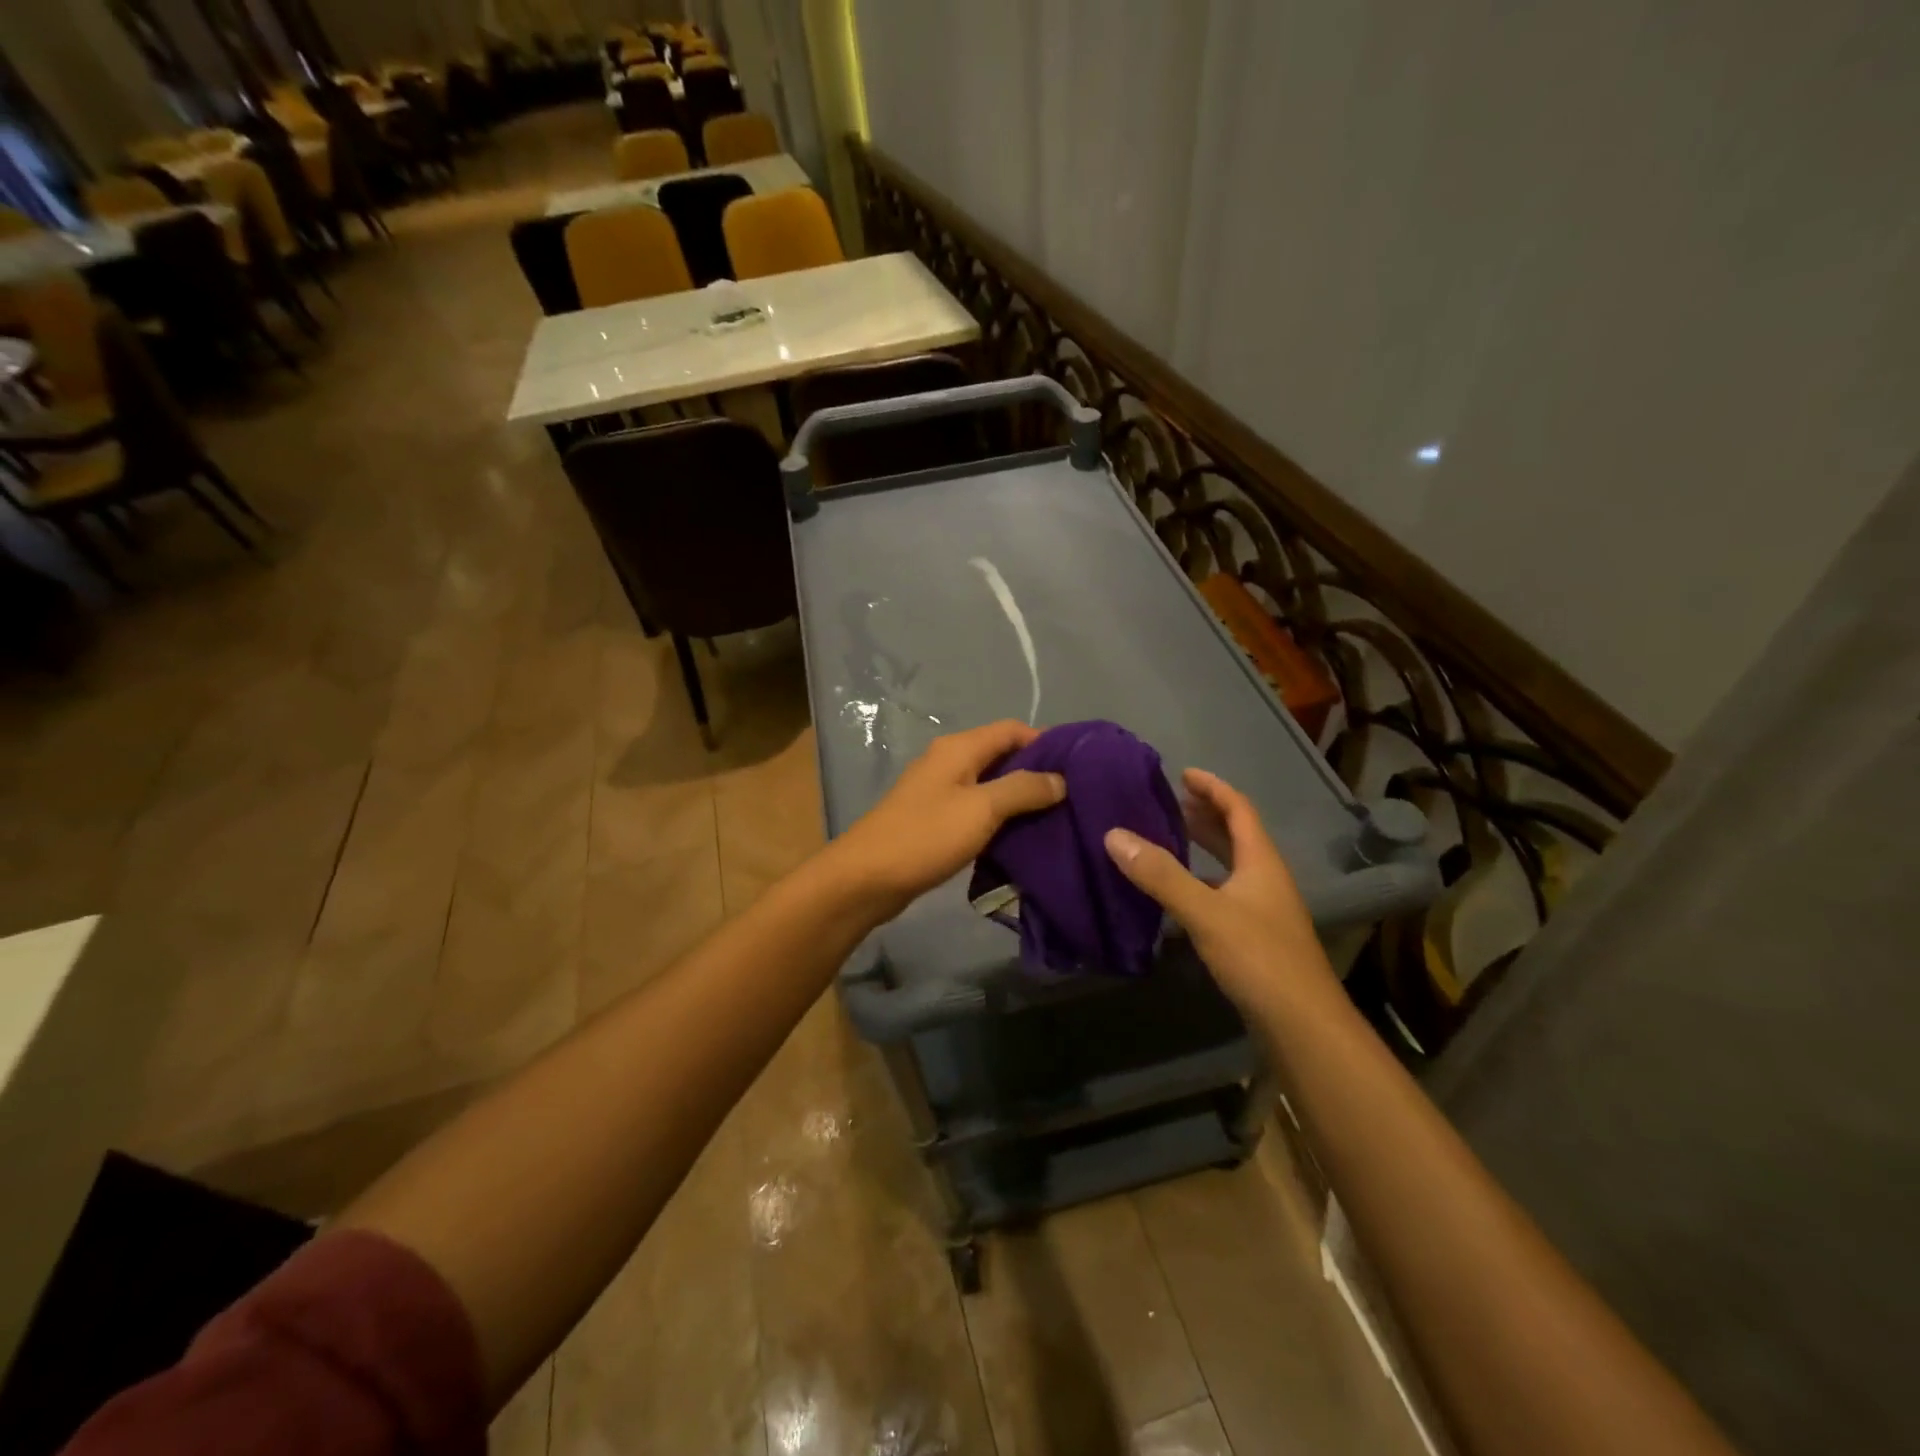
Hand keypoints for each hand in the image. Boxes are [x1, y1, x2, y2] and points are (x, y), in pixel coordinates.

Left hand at [827, 720, 1066, 921]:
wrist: (867, 878)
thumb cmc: (926, 836)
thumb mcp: (982, 809)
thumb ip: (1023, 789)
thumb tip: (1061, 779)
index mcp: (959, 748)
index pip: (1012, 729)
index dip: (1046, 742)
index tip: (1078, 767)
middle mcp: (949, 761)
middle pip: (1001, 755)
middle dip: (1036, 772)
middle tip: (1072, 797)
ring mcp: (939, 790)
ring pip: (989, 785)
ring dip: (1018, 798)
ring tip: (1054, 818)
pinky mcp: (934, 819)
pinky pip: (976, 809)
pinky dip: (999, 817)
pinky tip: (1020, 837)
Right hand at [1105, 768, 1339, 1018]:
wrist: (1302, 1025)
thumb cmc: (1259, 958)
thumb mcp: (1205, 912)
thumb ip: (1160, 875)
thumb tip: (1114, 834)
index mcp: (1261, 862)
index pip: (1238, 809)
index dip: (1213, 788)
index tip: (1183, 773)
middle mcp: (1265, 879)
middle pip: (1237, 835)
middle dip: (1205, 815)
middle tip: (1170, 803)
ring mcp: (1263, 910)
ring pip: (1231, 866)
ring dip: (1204, 848)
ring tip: (1168, 839)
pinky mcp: (1255, 937)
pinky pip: (1224, 893)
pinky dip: (1201, 882)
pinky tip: (1177, 894)